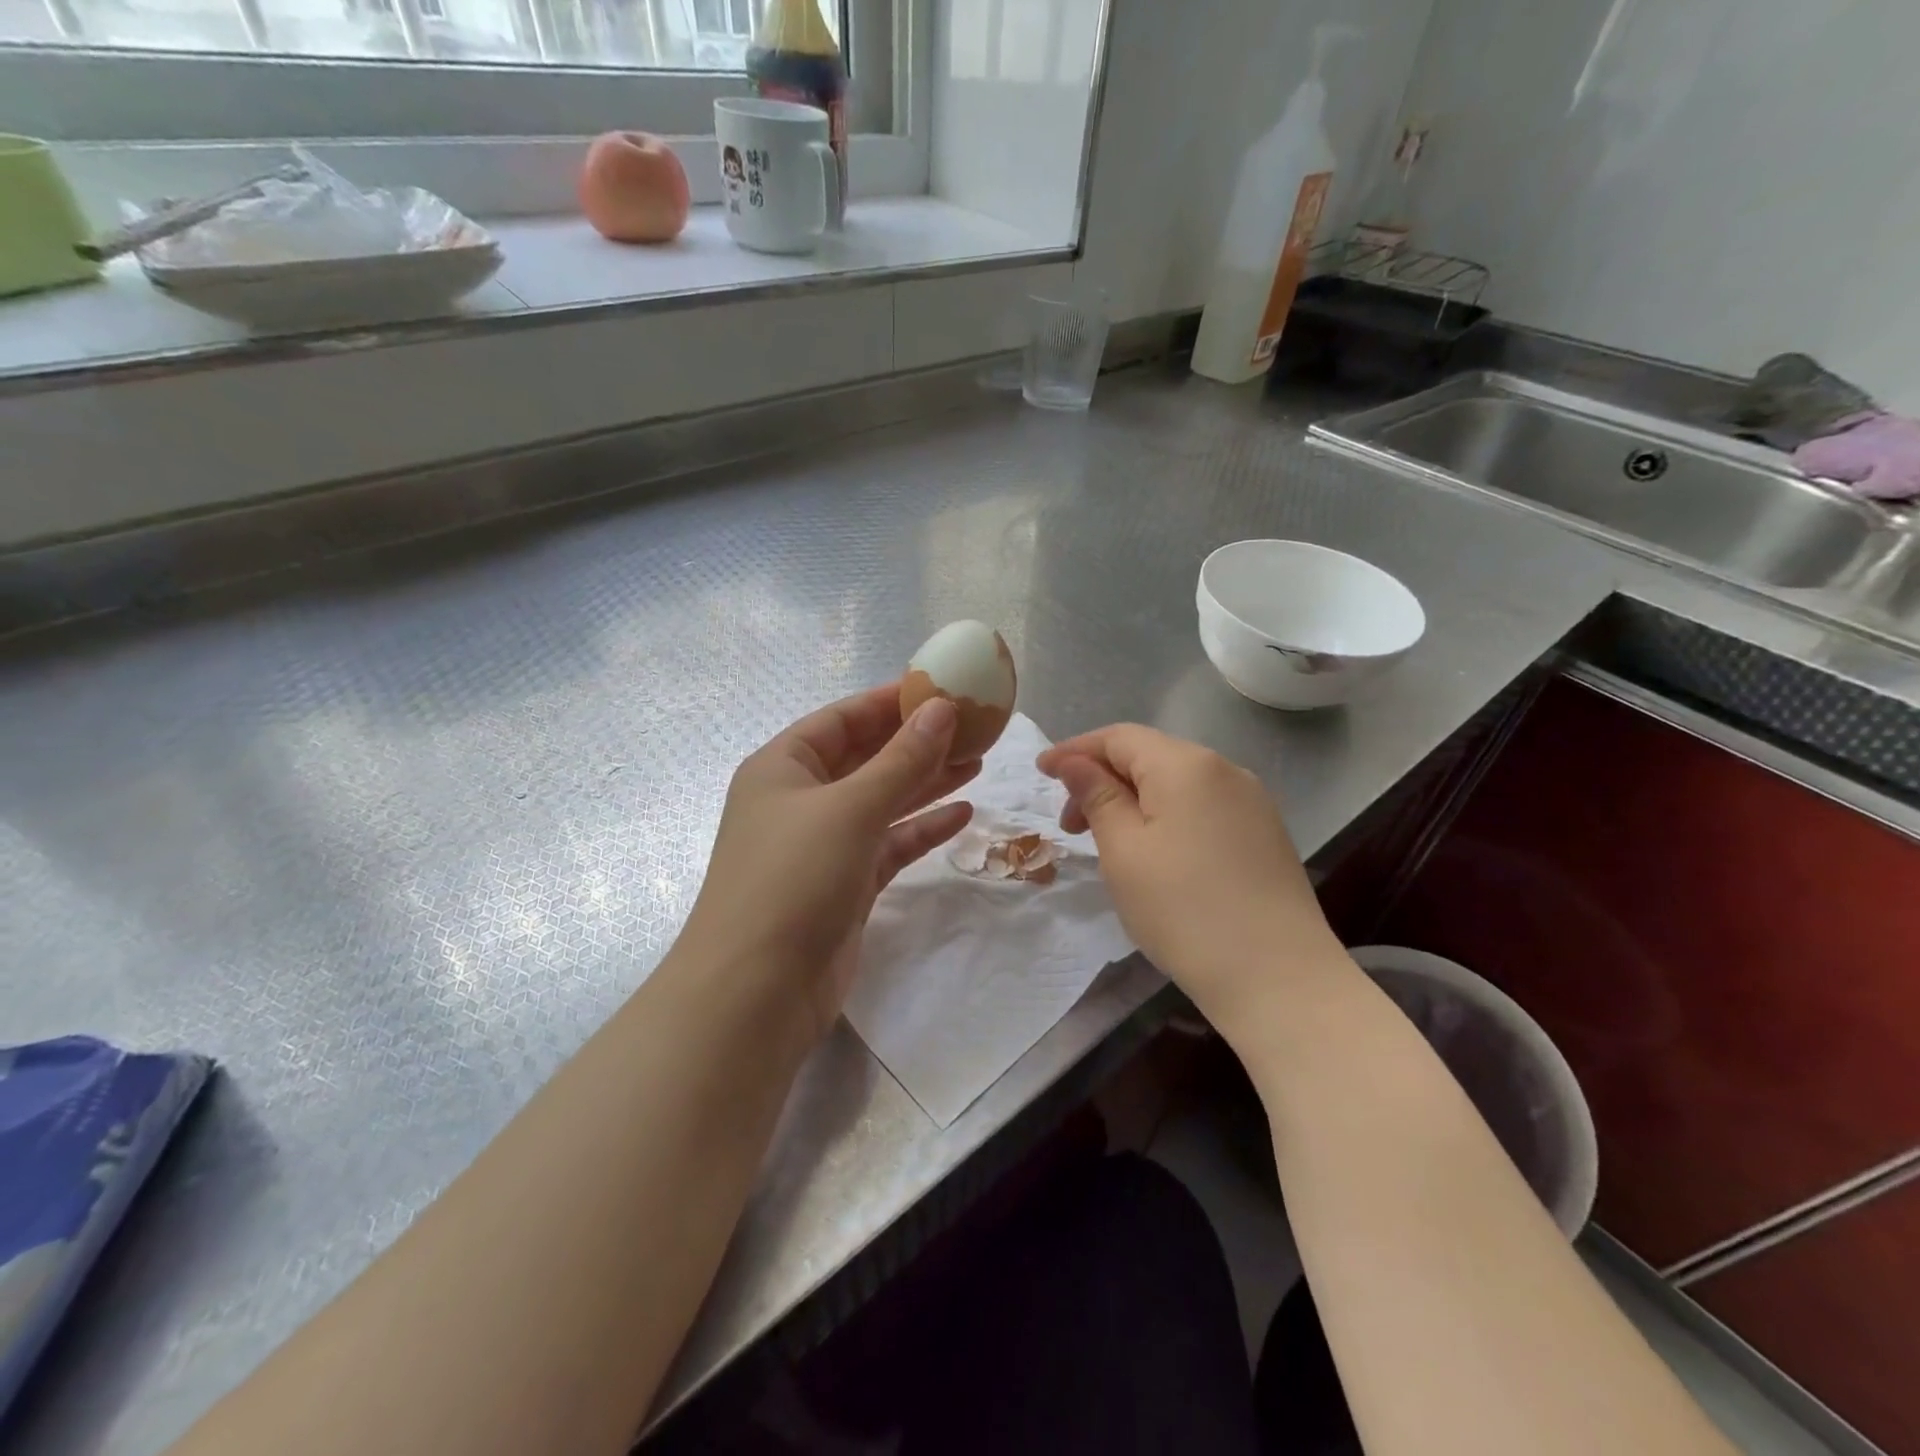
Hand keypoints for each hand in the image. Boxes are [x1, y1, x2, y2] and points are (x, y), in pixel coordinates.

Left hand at [681, 685, 978, 1042]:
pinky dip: (922, 829)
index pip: (842, 719)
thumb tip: (942, 709)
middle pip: (865, 758)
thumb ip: (900, 759)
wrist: (757, 992)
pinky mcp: (846, 884)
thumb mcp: (850, 808)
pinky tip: (963, 814)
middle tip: (972, 727)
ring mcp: (823, 844)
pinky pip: (889, 844)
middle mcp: (801, 800)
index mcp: (783, 767)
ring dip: (926, 782)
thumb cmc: (794, 878)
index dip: (889, 701)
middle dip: (915, 742)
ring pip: (882, 801)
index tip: (941, 688)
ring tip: (977, 762)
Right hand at [1037, 724, 1343, 1039]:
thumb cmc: (1184, 910)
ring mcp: (1251, 801)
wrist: (1279, 977)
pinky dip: (1165, 815)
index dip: (1074, 750)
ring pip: (1175, 782)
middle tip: (1070, 825)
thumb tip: (1075, 762)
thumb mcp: (1124, 850)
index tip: (1040, 773)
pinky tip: (1154, 851)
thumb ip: (1097, 796)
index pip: (1118, 737)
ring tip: (1107, 841)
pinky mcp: (1263, 832)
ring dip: (1132, 799)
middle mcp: (1224, 769)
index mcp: (1186, 765)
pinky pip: (1201, 806)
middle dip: (1102, 779)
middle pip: (1148, 755)